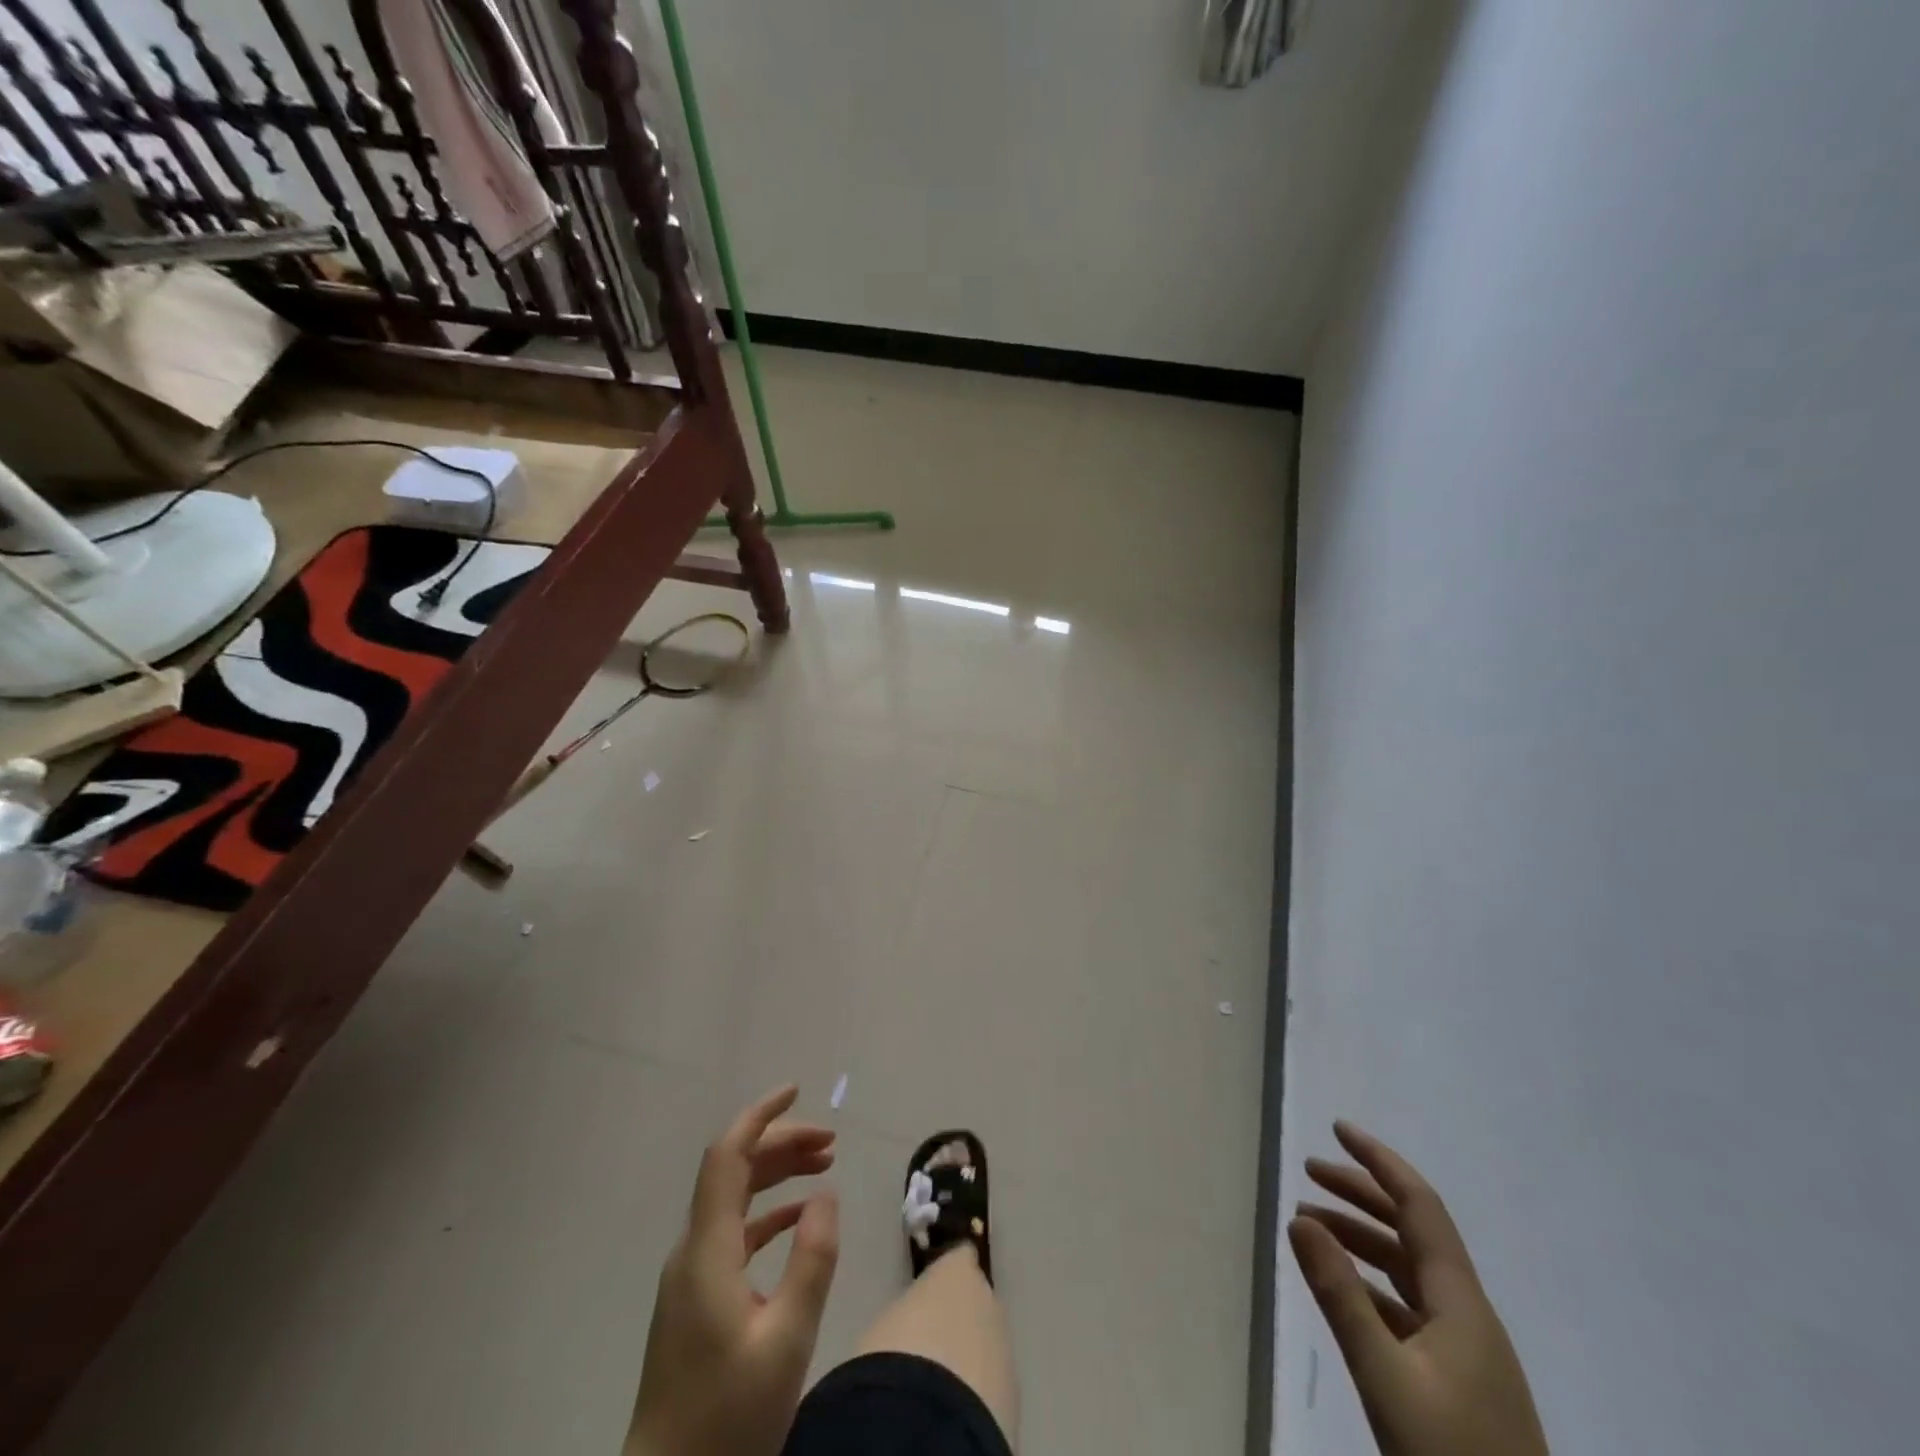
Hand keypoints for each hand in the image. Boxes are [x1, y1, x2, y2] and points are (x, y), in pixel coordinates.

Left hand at [626, 1086, 839, 1455]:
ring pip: (735, 1199)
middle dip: (782, 1143)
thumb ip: (811, 1261)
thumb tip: (825, 1196)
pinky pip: (734, 1233)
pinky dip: (769, 1213)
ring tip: (825, 1165)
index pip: (727, 1155)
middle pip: (734, 1170)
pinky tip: (800, 1220)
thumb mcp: (786, 1341)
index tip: (797, 1088)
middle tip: (832, 1141)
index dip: (760, 1115)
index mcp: (707, 1249)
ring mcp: (691, 1276)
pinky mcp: (696, 1300)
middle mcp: (693, 1249)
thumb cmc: (727, 1419)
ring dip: (778, 1174)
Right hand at [1288, 1122, 1547, 1455]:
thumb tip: (1299, 1218)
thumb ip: (1340, 1296)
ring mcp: (1467, 1351)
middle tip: (1308, 1171)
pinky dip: (1370, 1283)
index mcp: (1461, 1303)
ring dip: (1361, 1238)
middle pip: (1412, 1231)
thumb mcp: (1385, 1378)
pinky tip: (1342, 1290)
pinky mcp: (1459, 1383)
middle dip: (1360, 1193)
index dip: (1379, 1161)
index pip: (1419, 1206)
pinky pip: (1408, 1307)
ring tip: (1310, 1225)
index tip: (1337, 1129)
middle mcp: (1468, 1314)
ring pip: (1408, 1269)